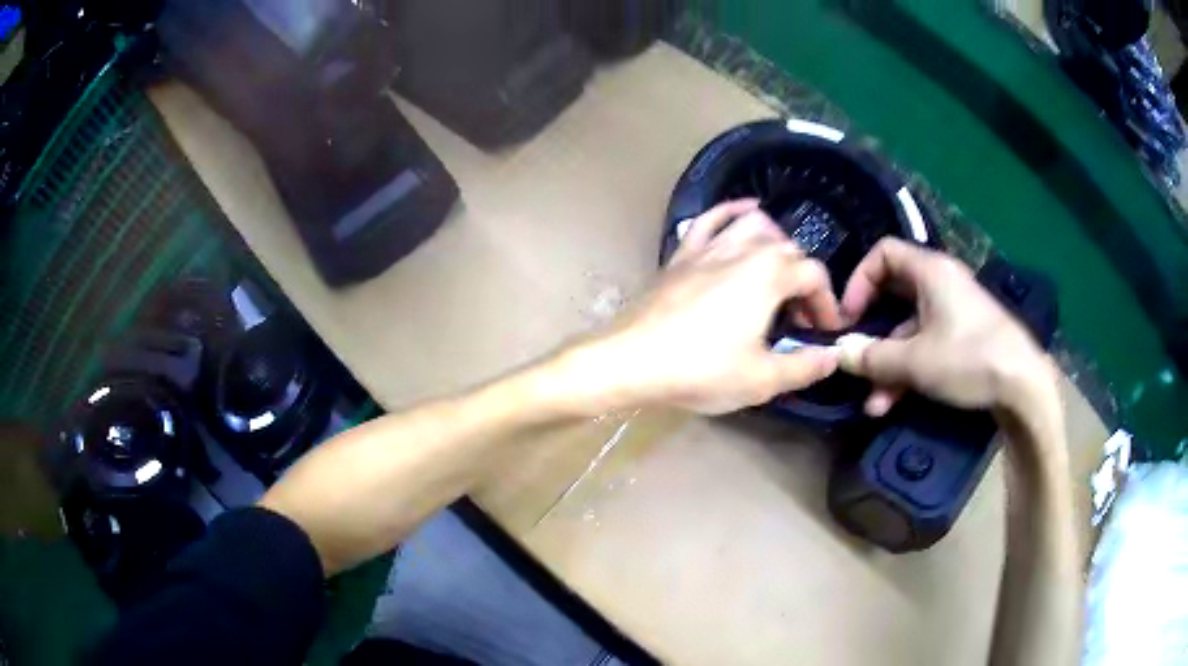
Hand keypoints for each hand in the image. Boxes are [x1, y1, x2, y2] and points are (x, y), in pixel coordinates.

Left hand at [555, 201, 843, 415]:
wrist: (632, 360)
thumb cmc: (701, 369)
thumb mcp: (761, 379)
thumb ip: (804, 367)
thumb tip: (833, 355)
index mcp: (769, 275)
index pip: (814, 276)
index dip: (827, 303)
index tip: (825, 331)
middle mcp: (743, 248)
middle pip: (789, 251)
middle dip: (804, 281)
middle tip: (800, 317)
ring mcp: (709, 246)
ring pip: (755, 226)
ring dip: (777, 244)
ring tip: (780, 271)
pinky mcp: (683, 253)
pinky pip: (711, 219)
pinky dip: (732, 211)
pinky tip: (745, 211)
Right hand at [836, 238, 1056, 417]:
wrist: (1023, 385)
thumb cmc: (968, 357)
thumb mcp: (915, 361)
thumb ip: (872, 357)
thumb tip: (838, 354)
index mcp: (930, 271)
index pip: (883, 254)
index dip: (859, 280)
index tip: (847, 317)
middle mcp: (941, 285)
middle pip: (893, 298)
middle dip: (872, 336)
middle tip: (855, 363)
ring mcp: (953, 314)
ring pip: (909, 332)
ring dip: (888, 367)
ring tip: (874, 405)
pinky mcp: (963, 339)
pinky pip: (927, 347)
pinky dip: (909, 371)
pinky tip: (893, 404)